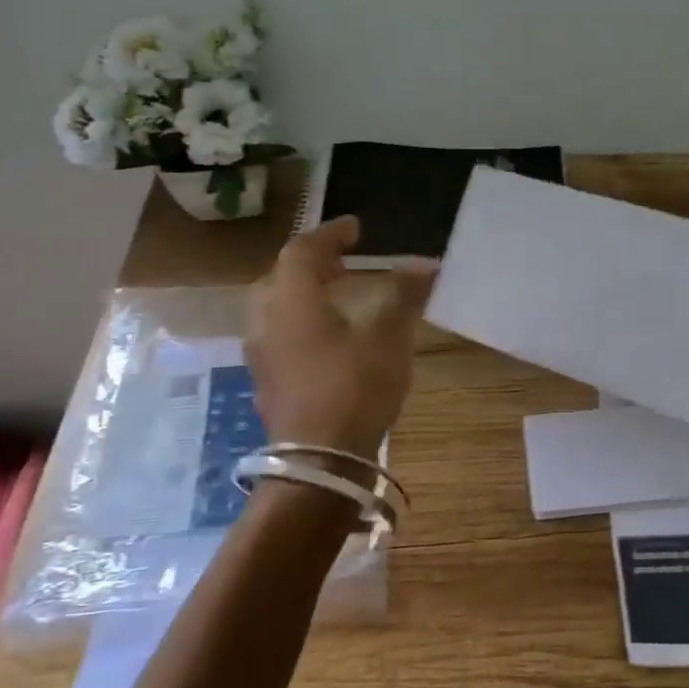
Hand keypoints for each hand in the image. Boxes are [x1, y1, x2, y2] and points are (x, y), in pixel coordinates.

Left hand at [246, 217, 434, 457]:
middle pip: (281, 278)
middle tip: (343, 266)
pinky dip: (303, 327)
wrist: (320, 458)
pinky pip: (280, 339)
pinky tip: (329, 344)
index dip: (330, 235)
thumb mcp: (388, 335)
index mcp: (291, 299)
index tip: (356, 229)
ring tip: (338, 302)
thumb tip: (426, 265)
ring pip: (277, 311)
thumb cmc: (354, 385)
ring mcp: (261, 355)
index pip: (303, 250)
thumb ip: (404, 294)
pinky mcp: (267, 383)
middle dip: (312, 266)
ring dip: (305, 297)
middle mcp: (266, 321)